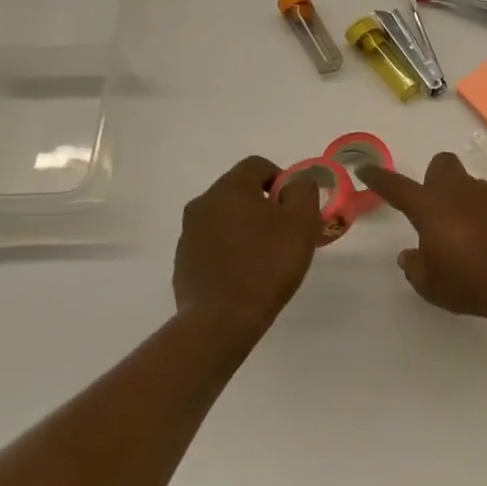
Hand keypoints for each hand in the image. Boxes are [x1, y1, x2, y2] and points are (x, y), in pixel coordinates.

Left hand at [173, 156, 322, 334]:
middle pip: (239, 190)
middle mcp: (203, 203)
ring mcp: (188, 233)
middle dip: (263, 204)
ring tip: (265, 256)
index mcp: (230, 188)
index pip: (257, 165)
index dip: (281, 179)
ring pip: (224, 217)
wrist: (221, 320)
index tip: (294, 207)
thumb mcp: (302, 222)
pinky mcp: (183, 261)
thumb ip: (303, 191)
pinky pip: (212, 243)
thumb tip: (295, 183)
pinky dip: (229, 249)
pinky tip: (244, 274)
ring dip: (245, 227)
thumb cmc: (267, 264)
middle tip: (284, 232)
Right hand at [358, 152, 486, 319]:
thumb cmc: (469, 282)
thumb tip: (410, 254)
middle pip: (441, 165)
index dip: (379, 177)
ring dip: (465, 203)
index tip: (365, 168)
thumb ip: (415, 266)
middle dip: (434, 178)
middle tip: (435, 208)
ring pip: (470, 186)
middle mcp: (459, 191)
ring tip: (471, 238)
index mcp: (430, 207)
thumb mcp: (430, 284)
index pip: (397, 186)